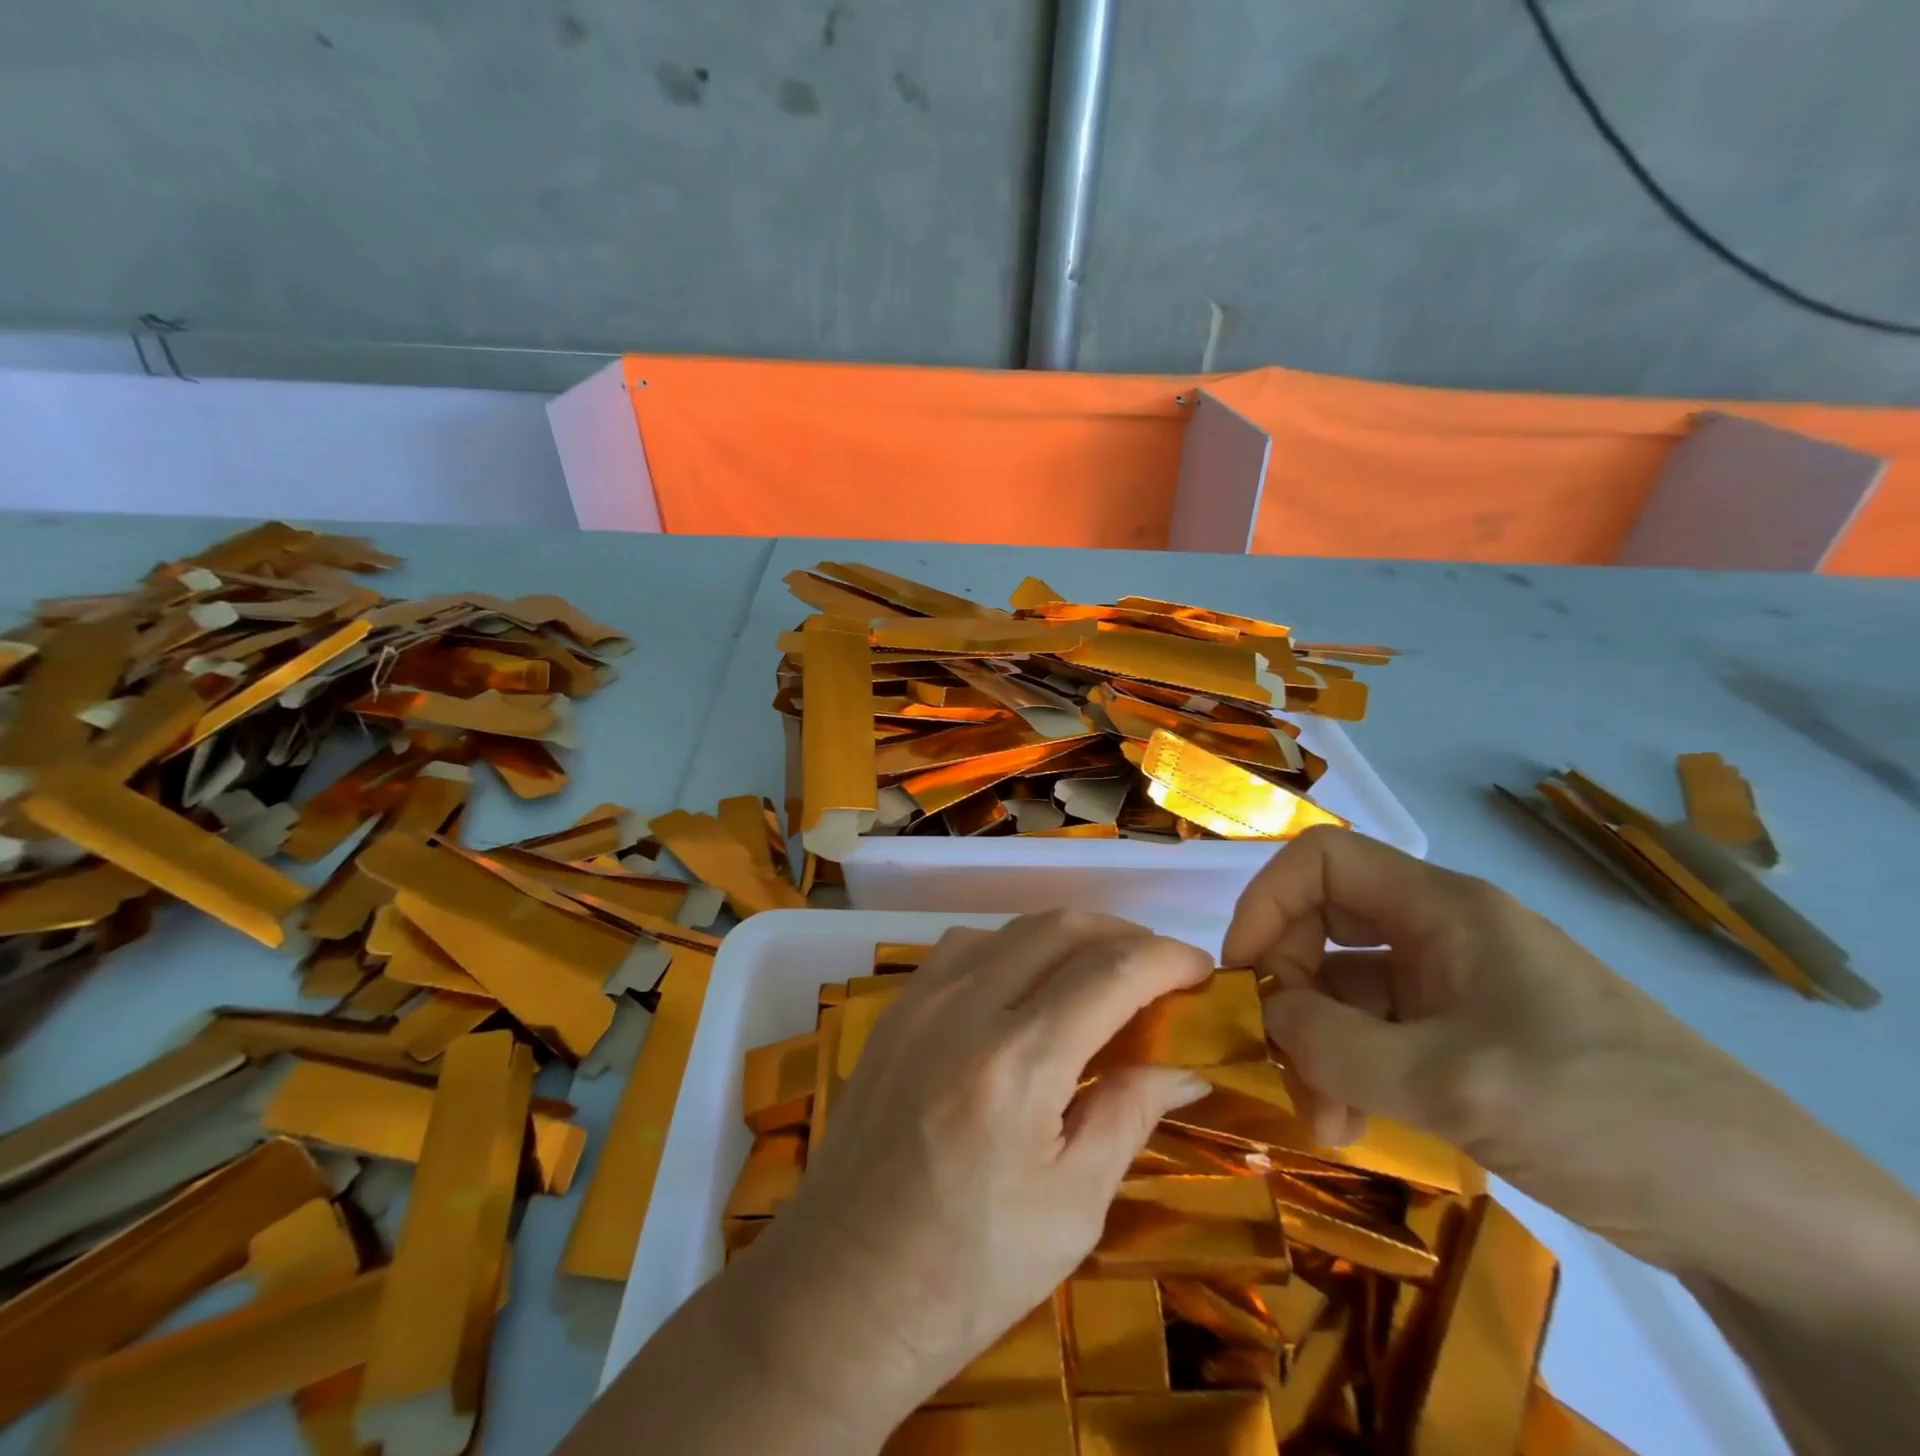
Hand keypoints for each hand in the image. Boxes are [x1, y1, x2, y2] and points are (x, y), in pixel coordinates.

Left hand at [744, 912, 1210, 1440]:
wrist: (841, 1292)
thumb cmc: (968, 1272)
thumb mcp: (1072, 1209)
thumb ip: (1128, 1115)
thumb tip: (1186, 1070)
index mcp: (1018, 1063)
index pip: (1111, 972)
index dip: (1167, 958)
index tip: (1202, 968)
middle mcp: (965, 1008)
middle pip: (1060, 928)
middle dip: (1123, 934)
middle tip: (1159, 968)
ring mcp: (920, 1001)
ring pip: (1010, 927)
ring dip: (1066, 935)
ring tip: (1101, 971)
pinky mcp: (894, 1011)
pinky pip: (964, 947)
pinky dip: (1011, 946)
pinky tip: (1026, 984)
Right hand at [1222, 826, 1847, 1273]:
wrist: (1772, 1222)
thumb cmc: (1607, 1114)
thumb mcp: (1455, 1081)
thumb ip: (1337, 1045)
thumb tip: (1265, 1016)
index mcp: (1443, 909)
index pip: (1321, 862)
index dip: (1266, 903)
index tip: (1242, 974)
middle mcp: (1443, 935)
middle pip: (1325, 927)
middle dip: (1291, 990)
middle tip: (1281, 1062)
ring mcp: (1457, 991)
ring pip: (1349, 991)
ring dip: (1319, 1046)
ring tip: (1323, 1119)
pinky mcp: (1470, 1042)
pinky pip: (1382, 1036)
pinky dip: (1353, 1071)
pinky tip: (1354, 1123)